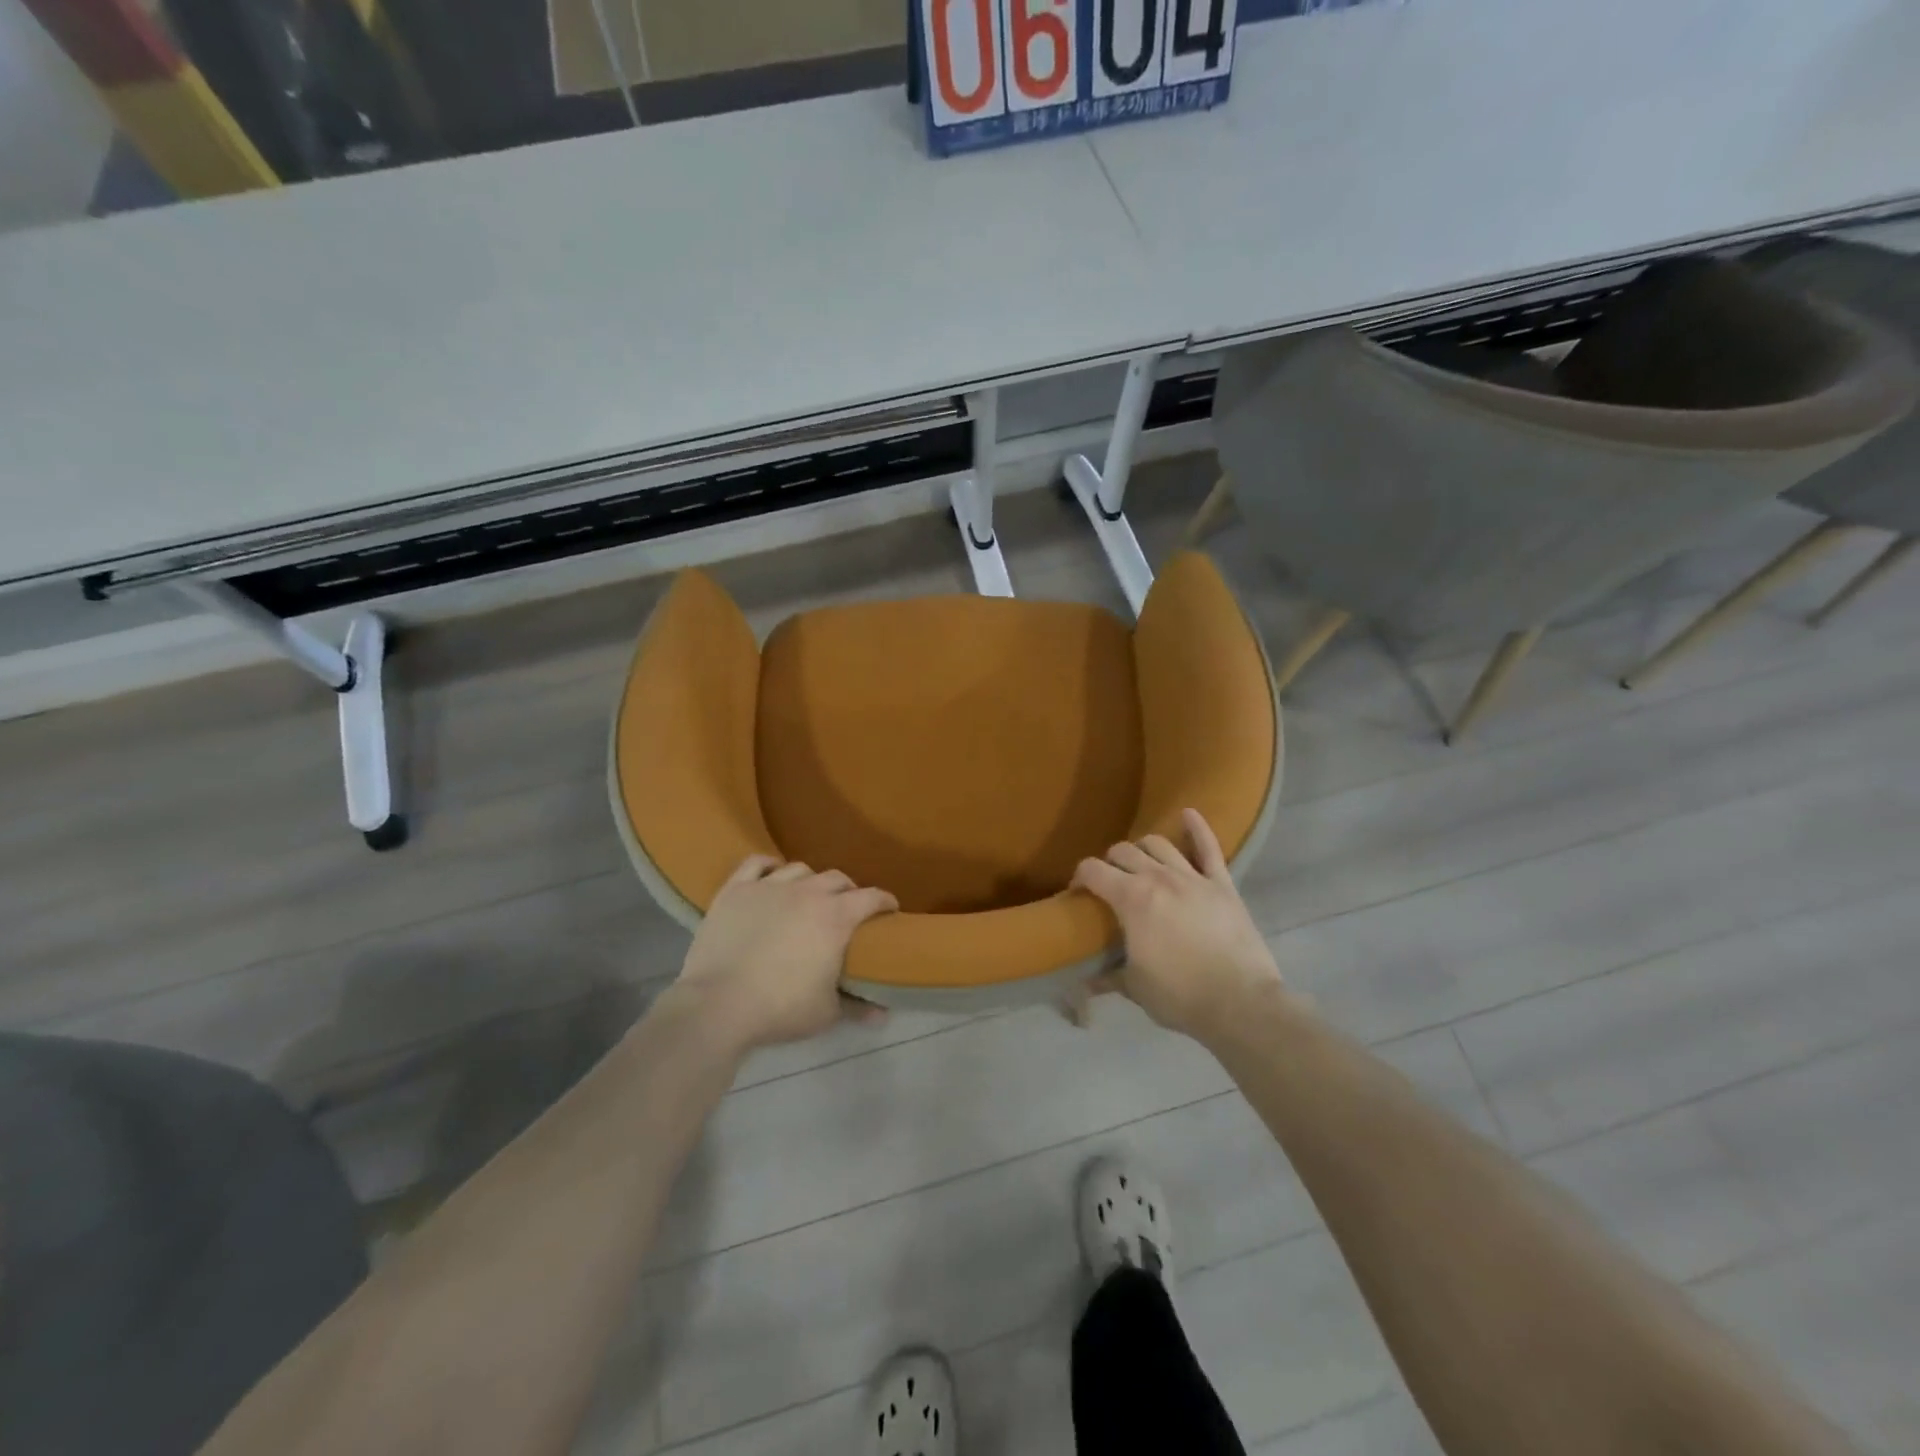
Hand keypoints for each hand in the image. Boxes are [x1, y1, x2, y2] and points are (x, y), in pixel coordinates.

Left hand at [674, 856, 898, 1051]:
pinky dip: (769, 866)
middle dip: (849, 891)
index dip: (885, 902)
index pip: (872, 898)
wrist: (718, 1005)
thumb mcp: (826, 1013)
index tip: (889, 910)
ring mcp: (769, 886)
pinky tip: (772, 875)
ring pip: (800, 869)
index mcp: (836, 917)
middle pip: (838, 878)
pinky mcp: (736, 889)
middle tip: (848, 909)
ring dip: (811, 880)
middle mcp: (807, 892)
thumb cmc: (780, 1008)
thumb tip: (883, 1014)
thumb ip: (857, 1007)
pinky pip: (757, 863)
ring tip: (809, 895)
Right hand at [1072, 808, 1289, 1043]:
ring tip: (1140, 863)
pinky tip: (1188, 814)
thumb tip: (1083, 983)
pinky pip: (1209, 848)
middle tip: (1109, 883)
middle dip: (1109, 863)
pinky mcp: (1222, 884)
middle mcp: (1158, 878)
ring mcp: (1193, 877)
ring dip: (1143, 849)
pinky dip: (1197, 828)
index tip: (1077, 892)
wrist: (1240, 1003)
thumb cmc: (1180, 996)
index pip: (1093, 871)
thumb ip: (1107, 977)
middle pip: (1123, 852)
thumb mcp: (1135, 987)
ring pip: (1159, 844)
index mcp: (1131, 900)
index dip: (1079, 877)